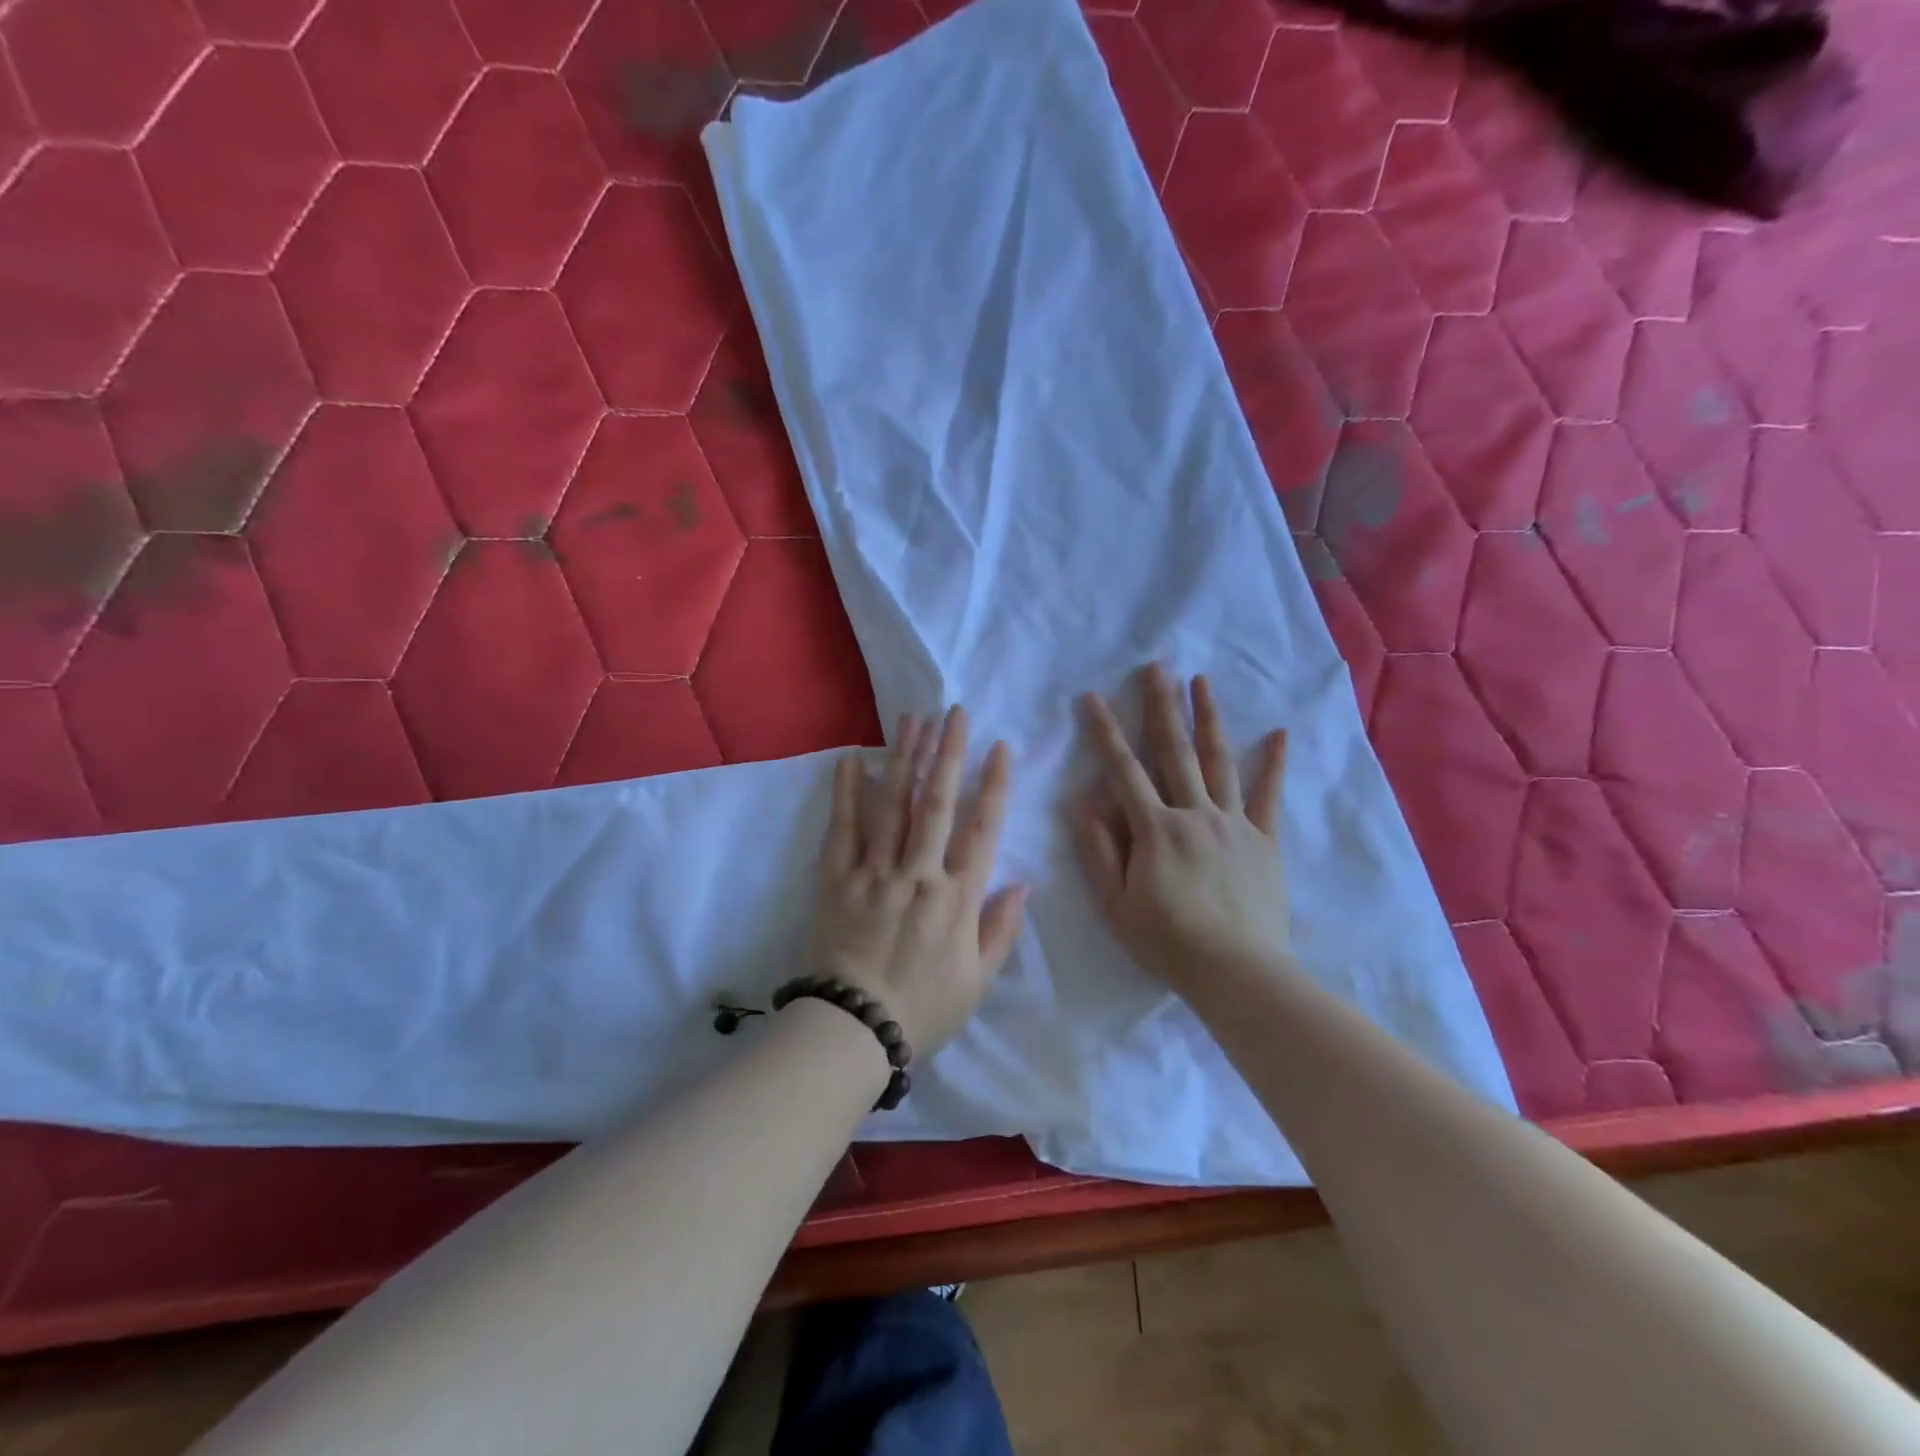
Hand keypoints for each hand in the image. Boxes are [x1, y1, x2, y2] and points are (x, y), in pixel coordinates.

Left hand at [812, 706, 1028, 1054]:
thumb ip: (1001, 928)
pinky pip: (843, 829)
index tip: (1000, 748)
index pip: (982, 830)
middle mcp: (918, 874)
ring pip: (893, 805)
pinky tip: (853, 759)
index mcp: (957, 898)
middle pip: (937, 804)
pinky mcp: (837, 879)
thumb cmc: (925, 1009)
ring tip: (913, 720)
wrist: (855, 1029)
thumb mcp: (978, 980)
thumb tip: (1023, 882)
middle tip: (954, 713)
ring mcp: (875, 873)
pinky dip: (847, 793)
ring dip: (904, 759)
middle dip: (948, 754)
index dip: (994, 786)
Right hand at [1075, 665, 1292, 998]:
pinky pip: (1268, 796)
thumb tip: (1083, 801)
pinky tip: (1278, 734)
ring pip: (1219, 760)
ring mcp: (1233, 822)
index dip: (1105, 731)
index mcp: (1155, 829)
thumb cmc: (1168, 942)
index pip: (1123, 770)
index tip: (1092, 697)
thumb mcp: (1117, 904)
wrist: (1238, 973)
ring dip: (1208, 718)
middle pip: (1175, 750)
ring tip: (1201, 681)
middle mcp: (1194, 813)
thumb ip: (1099, 850)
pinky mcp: (1263, 839)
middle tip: (1156, 666)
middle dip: (1162, 705)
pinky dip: (1273, 764)